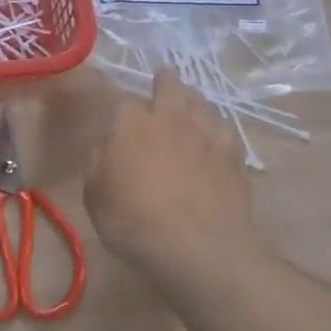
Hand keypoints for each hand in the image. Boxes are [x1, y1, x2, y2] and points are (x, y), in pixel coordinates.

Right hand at [84, 71, 274, 282]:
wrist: (198, 247)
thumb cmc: (134, 220)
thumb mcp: (95, 195)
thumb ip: (98, 162)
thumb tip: (107, 146)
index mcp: (131, 122)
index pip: (123, 97)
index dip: (120, 106)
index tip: (117, 117)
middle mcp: (171, 117)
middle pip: (170, 84)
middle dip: (164, 83)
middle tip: (160, 88)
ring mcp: (207, 133)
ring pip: (202, 102)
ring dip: (192, 102)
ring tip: (187, 111)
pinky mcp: (234, 155)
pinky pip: (225, 130)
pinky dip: (216, 131)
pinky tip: (214, 141)